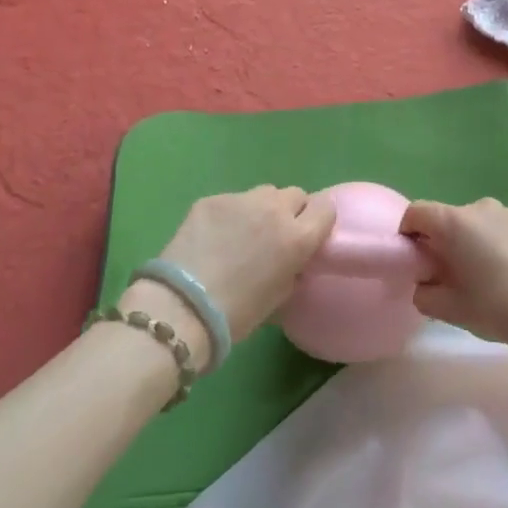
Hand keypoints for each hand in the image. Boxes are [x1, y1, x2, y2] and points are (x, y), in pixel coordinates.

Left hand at [124, 187, 336, 361]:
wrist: (182, 308)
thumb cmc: (237, 314)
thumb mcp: (280, 296)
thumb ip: (294, 268)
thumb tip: (293, 259)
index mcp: (298, 237)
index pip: (325, 207)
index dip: (317, 220)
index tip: (308, 234)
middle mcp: (274, 210)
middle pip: (295, 195)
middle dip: (290, 211)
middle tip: (274, 235)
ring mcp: (241, 199)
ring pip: (263, 193)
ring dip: (261, 209)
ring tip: (242, 233)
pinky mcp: (211, 199)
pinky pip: (232, 200)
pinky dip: (229, 215)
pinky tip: (213, 237)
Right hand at [401, 198, 507, 355]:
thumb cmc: (499, 308)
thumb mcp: (450, 309)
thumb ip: (424, 292)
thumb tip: (426, 282)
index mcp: (454, 221)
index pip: (415, 213)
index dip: (407, 235)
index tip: (414, 263)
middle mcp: (478, 207)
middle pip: (445, 219)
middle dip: (438, 243)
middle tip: (444, 278)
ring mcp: (507, 213)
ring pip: (471, 225)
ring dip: (465, 245)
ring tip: (477, 280)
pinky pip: (494, 230)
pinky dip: (488, 246)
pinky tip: (503, 277)